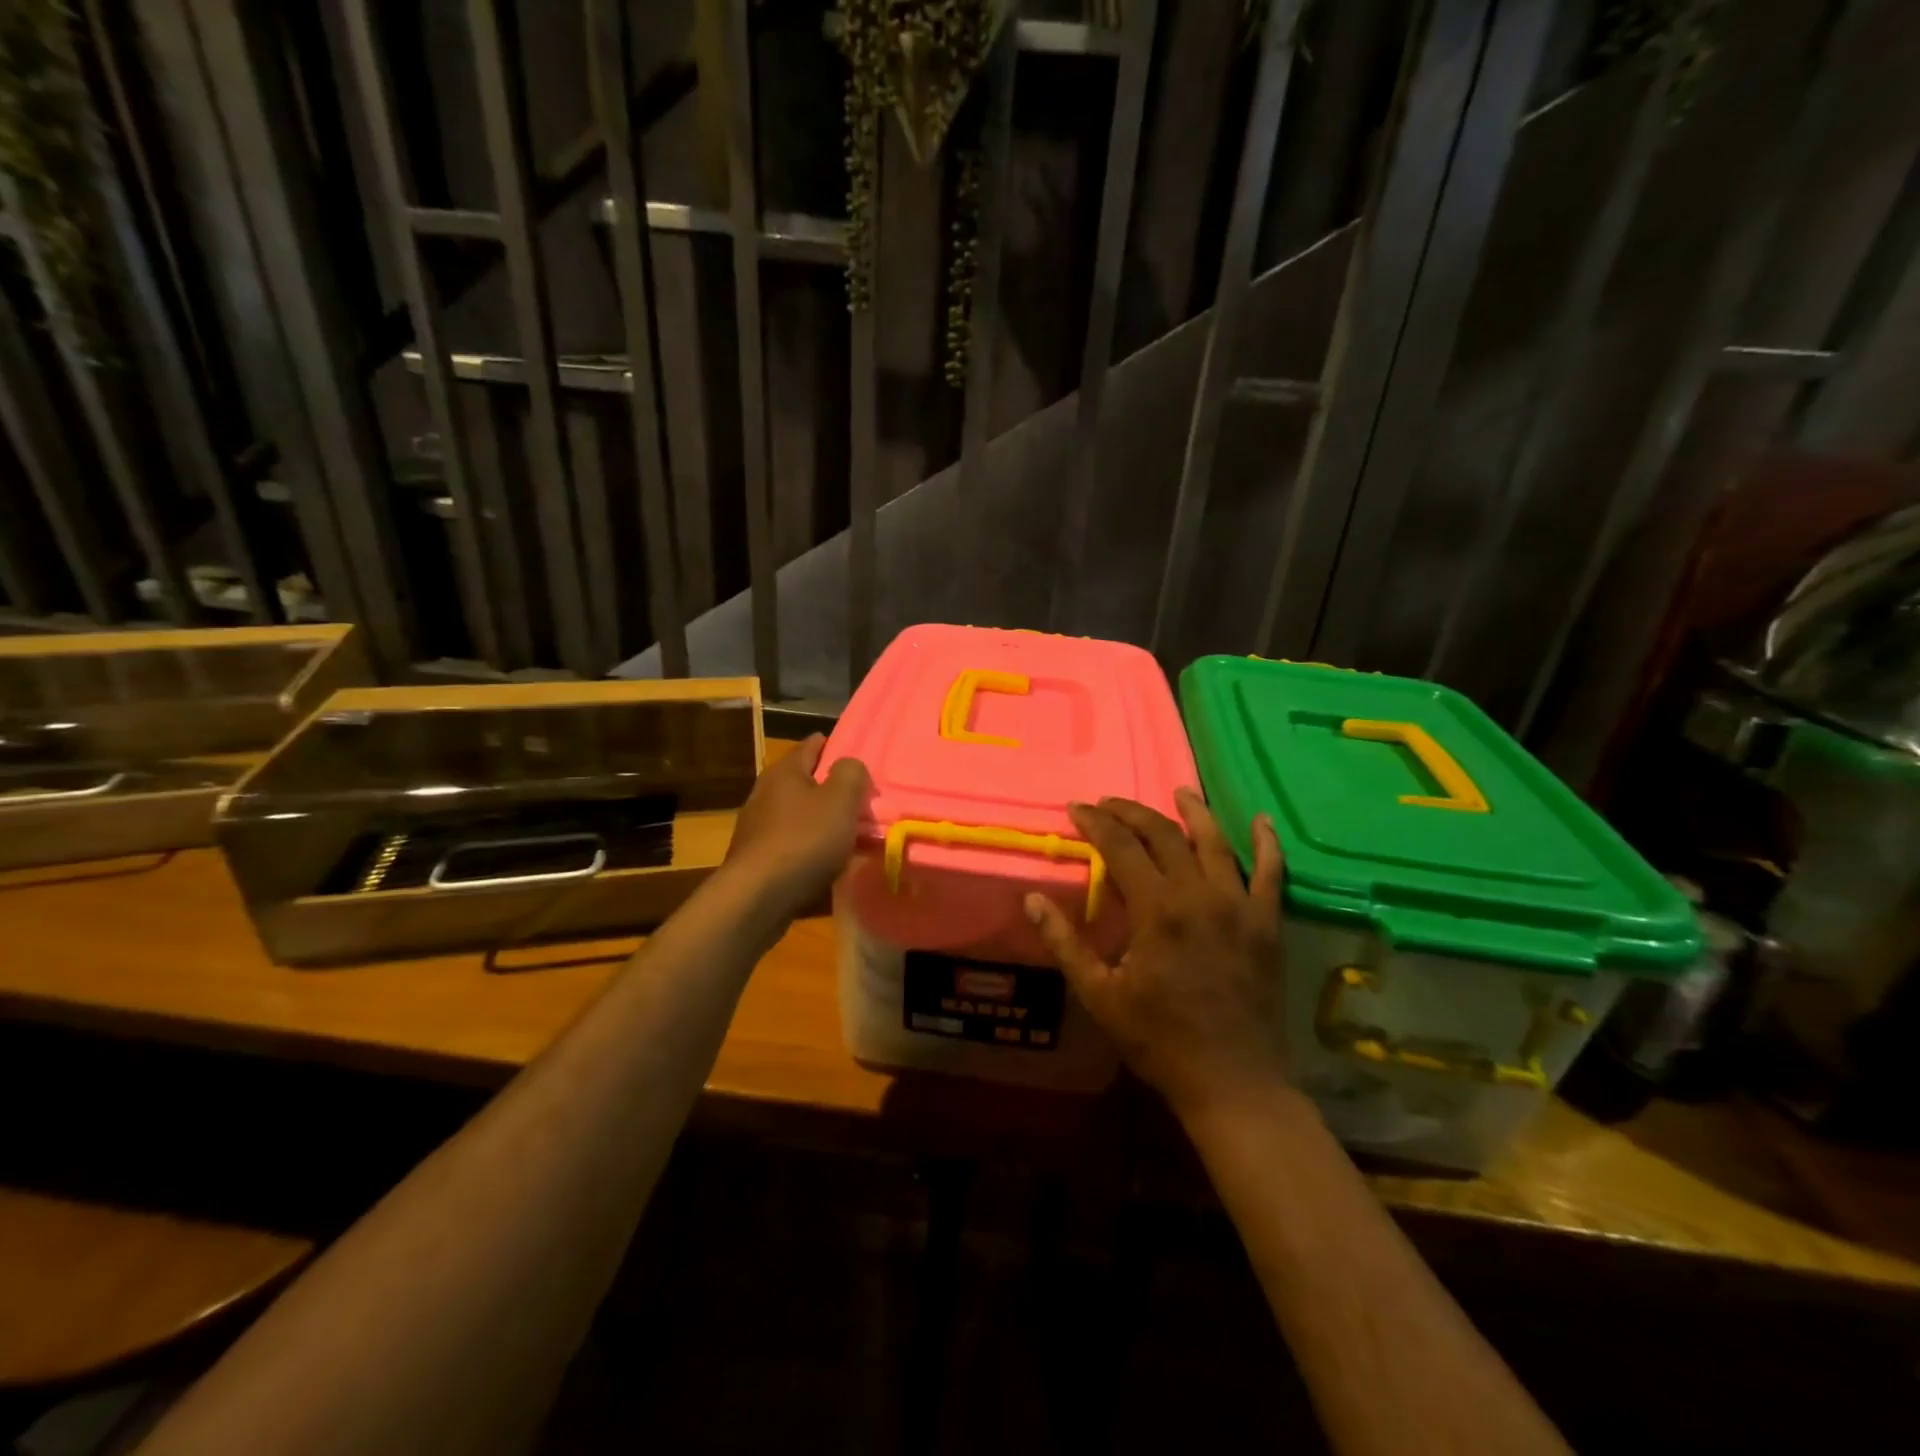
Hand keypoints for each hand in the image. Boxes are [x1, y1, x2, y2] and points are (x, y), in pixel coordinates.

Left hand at [725, 735, 869, 914]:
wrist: (758, 897)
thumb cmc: (804, 840)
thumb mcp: (840, 801)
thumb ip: (850, 774)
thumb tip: (849, 764)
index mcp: (785, 771)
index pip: (812, 745)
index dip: (834, 745)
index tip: (856, 754)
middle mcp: (766, 792)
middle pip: (805, 781)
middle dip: (831, 787)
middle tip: (860, 798)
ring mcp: (758, 826)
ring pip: (800, 814)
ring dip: (823, 820)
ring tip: (850, 832)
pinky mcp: (758, 857)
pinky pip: (794, 842)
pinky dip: (812, 846)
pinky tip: (828, 860)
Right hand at [1025, 788, 1287, 1119]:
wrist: (1233, 1081)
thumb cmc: (1158, 1040)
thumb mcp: (1099, 994)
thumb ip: (1064, 942)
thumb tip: (1031, 899)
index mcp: (1156, 909)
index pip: (1120, 846)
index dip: (1096, 822)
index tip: (1077, 808)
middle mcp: (1199, 895)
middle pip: (1164, 834)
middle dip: (1132, 812)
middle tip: (1109, 803)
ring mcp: (1239, 906)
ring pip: (1215, 842)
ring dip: (1195, 812)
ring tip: (1180, 791)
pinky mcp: (1267, 923)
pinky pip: (1271, 873)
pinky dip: (1267, 844)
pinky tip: (1262, 822)